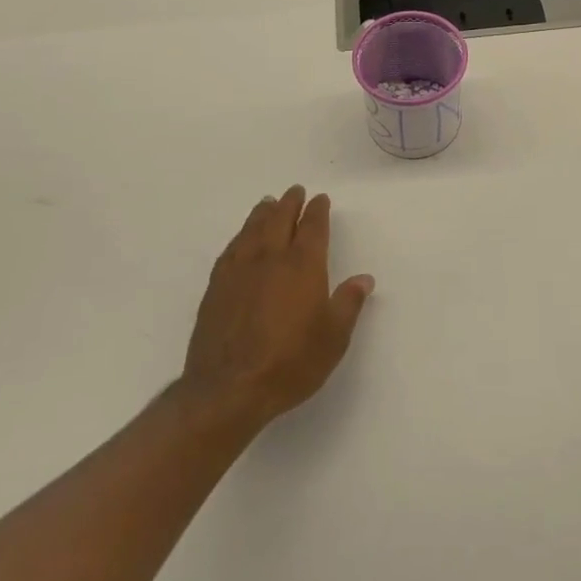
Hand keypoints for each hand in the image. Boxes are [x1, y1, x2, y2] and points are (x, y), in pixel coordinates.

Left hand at [178, 186, 375, 431]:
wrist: (228, 389)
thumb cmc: (290, 363)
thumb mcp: (333, 338)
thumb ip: (349, 303)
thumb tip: (364, 279)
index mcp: (303, 265)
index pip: (312, 227)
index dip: (317, 211)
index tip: (320, 199)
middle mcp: (271, 258)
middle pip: (280, 219)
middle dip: (290, 203)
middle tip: (295, 191)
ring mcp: (240, 270)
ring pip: (252, 230)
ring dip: (263, 213)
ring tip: (268, 204)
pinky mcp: (217, 287)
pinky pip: (231, 249)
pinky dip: (240, 237)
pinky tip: (241, 239)